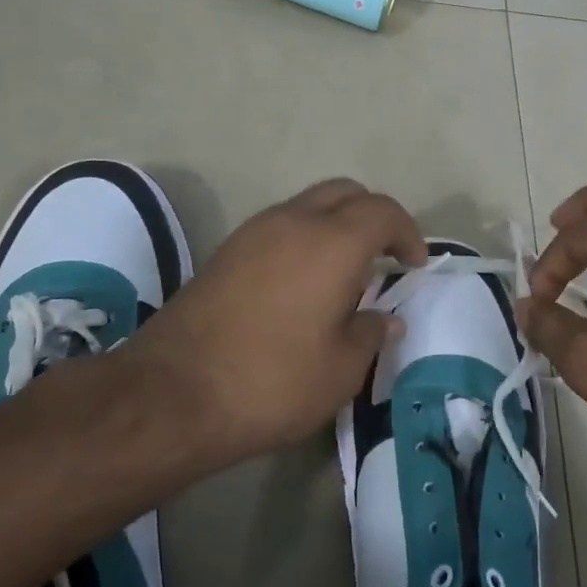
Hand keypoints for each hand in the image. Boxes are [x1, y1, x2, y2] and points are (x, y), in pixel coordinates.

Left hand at [127, 179, 425, 468]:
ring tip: (343, 274)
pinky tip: (302, 284)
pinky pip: (279, 226)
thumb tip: (384, 318)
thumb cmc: (272, 382)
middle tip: (384, 258)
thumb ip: (370, 334)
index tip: (413, 266)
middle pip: (344, 192)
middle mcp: (293, 222)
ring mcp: (253, 232)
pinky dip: (303, 239)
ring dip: (335, 225)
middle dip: (372, 216)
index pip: (383, 211)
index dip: (407, 233)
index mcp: (332, 243)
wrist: (172, 394)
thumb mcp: (340, 370)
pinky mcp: (225, 251)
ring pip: (307, 205)